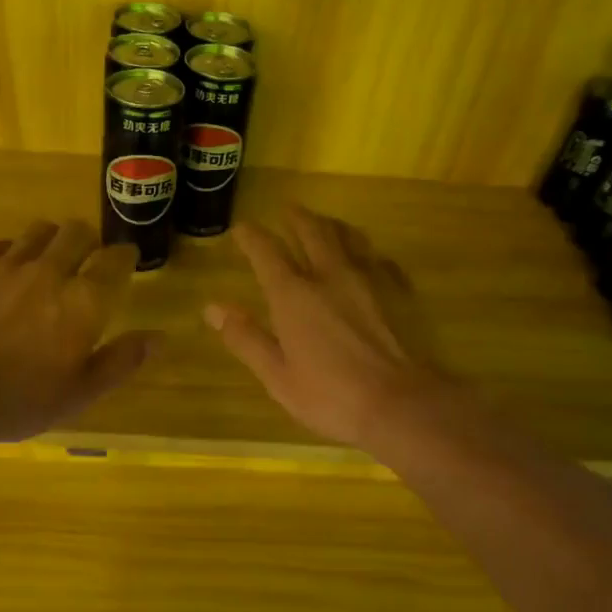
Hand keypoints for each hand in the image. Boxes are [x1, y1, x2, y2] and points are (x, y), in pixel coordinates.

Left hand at [0, 220, 155, 444]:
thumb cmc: (21, 399)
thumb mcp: (81, 393)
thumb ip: (121, 361)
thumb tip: (159, 337)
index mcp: (83, 301)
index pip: (115, 260)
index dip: (125, 255)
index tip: (127, 259)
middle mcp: (49, 272)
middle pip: (77, 232)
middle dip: (89, 240)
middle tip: (88, 258)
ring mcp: (6, 267)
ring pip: (38, 231)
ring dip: (52, 239)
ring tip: (50, 258)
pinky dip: (11, 251)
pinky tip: (8, 268)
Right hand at [204, 206, 449, 451]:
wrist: (398, 402)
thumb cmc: (329, 395)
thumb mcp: (276, 375)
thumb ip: (246, 338)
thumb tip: (213, 308)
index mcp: (293, 295)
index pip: (267, 253)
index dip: (252, 237)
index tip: (242, 228)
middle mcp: (328, 276)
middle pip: (312, 232)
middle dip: (296, 218)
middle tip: (287, 209)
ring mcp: (367, 281)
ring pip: (347, 237)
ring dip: (330, 226)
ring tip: (322, 223)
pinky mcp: (395, 293)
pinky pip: (376, 258)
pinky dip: (363, 251)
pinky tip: (366, 258)